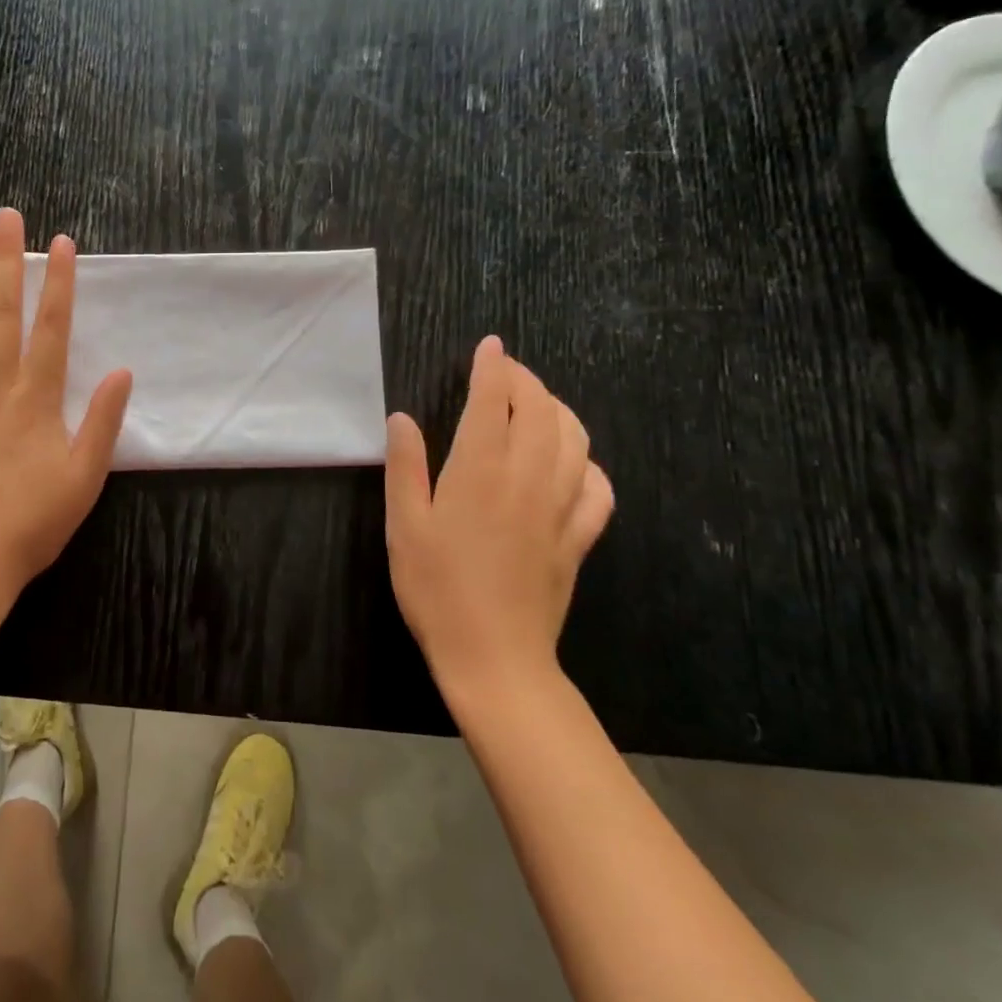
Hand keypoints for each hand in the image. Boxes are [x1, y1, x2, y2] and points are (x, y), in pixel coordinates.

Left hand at [0, 208, 132, 602]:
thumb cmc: (32, 523)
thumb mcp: (85, 478)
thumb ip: (103, 422)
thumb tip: (123, 371)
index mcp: (35, 400)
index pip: (51, 328)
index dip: (59, 283)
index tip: (61, 243)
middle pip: (2, 313)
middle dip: (8, 262)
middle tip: (8, 216)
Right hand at [384, 336, 613, 700]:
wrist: (493, 656)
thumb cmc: (436, 587)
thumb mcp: (403, 524)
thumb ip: (405, 466)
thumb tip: (403, 418)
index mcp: (481, 469)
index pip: (493, 400)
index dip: (493, 366)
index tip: (490, 345)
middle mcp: (529, 477)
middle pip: (541, 410)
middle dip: (526, 381)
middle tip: (507, 371)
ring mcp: (561, 508)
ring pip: (577, 441)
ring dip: (559, 411)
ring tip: (538, 406)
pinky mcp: (578, 538)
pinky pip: (599, 489)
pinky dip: (590, 464)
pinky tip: (575, 466)